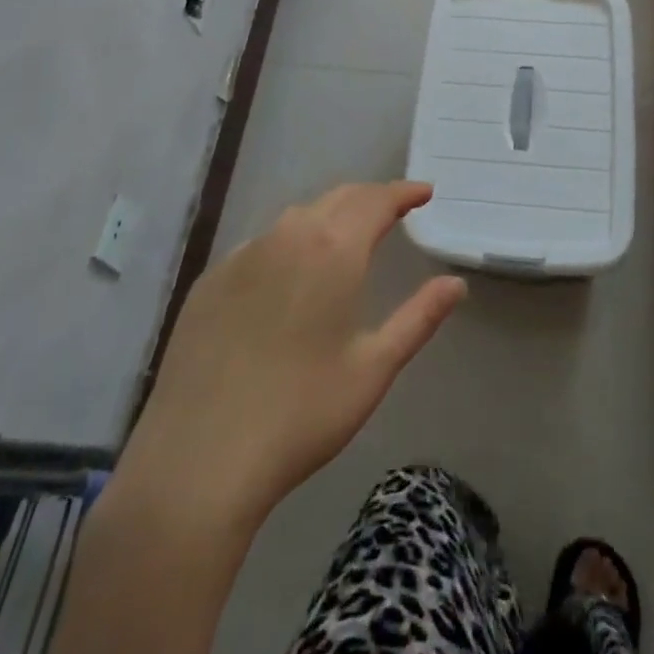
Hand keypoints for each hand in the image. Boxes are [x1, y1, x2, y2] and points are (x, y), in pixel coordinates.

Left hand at [122, 182, 465, 526]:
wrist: (197, 460)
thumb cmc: (300, 415)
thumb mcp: (373, 369)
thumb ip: (419, 318)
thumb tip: (456, 284)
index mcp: (333, 250)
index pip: (376, 201)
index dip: (403, 193)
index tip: (423, 192)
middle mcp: (288, 236)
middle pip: (337, 198)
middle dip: (369, 198)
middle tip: (392, 211)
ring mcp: (243, 254)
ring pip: (296, 217)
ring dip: (328, 217)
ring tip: (346, 236)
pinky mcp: (210, 280)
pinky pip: (260, 244)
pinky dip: (288, 244)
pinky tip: (288, 275)